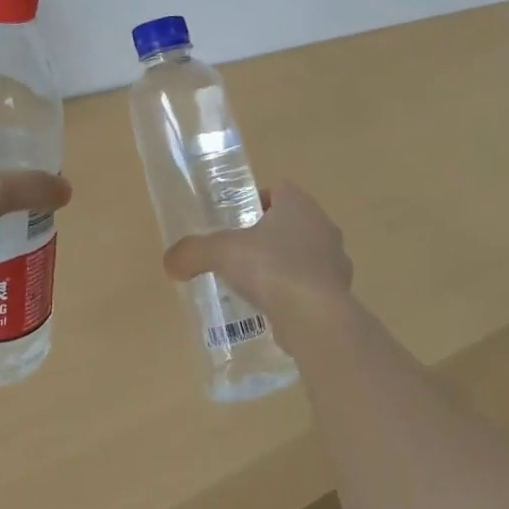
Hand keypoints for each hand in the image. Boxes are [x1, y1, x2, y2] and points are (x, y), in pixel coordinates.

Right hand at [162, 182, 353, 343]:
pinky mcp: (338, 294)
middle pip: (293, 222)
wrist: (316, 318)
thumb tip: (170, 261)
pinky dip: (294, 294)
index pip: (280, 190)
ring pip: (305, 255)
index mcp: (299, 204)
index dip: (257, 200)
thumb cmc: (272, 269)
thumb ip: (193, 252)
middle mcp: (323, 226)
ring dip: (284, 265)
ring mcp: (336, 262)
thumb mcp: (222, 253)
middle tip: (240, 253)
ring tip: (255, 285)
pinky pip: (312, 287)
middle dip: (268, 235)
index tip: (236, 220)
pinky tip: (273, 310)